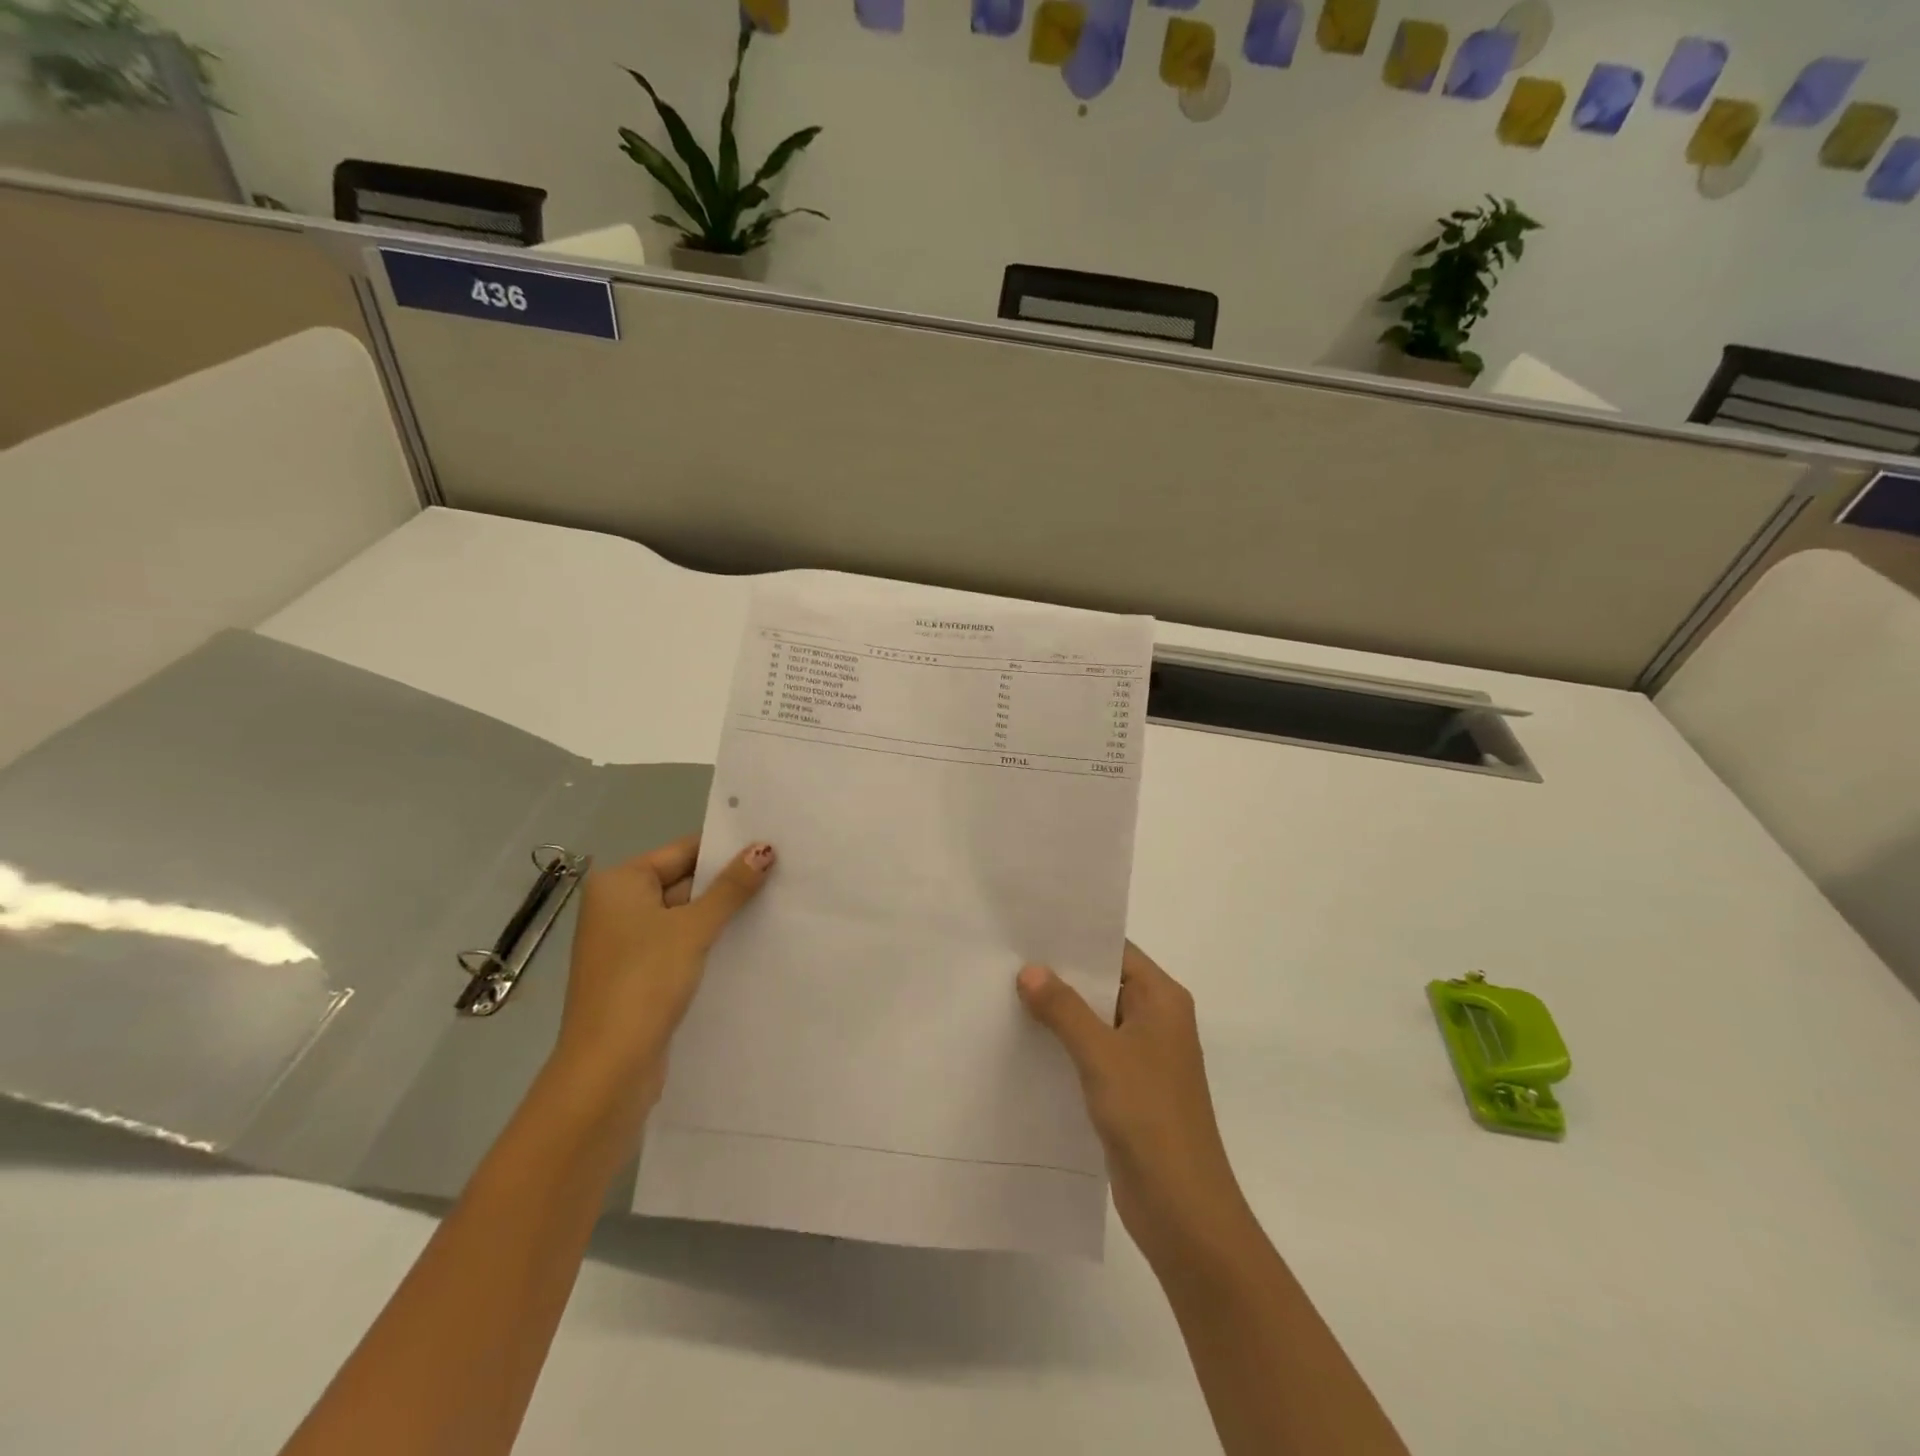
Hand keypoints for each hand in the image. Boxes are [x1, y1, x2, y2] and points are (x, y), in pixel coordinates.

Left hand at [553, 835, 774, 1111]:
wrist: (608, 1068)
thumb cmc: (645, 982)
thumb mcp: (694, 928)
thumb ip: (731, 888)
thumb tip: (764, 848)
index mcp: (619, 883)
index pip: (682, 851)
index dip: (726, 849)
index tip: (771, 845)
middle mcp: (617, 907)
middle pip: (683, 881)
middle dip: (727, 883)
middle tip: (783, 873)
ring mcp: (625, 943)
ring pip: (684, 916)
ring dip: (720, 915)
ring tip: (775, 903)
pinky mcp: (638, 975)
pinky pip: (678, 945)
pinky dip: (707, 942)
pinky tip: (747, 942)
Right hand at [1017, 943, 1250, 1261]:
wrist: (1183, 1210)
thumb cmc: (1150, 1117)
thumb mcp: (1102, 1055)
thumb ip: (1064, 1009)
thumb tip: (1029, 970)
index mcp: (1162, 1000)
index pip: (1116, 951)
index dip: (1076, 938)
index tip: (1030, 927)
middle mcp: (1155, 1020)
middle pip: (1103, 983)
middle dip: (1059, 974)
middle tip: (1007, 957)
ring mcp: (1142, 1056)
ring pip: (1094, 1019)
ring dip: (1058, 1011)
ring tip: (1004, 992)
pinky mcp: (1128, 1088)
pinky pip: (1091, 1052)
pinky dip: (1063, 1044)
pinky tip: (1023, 1041)